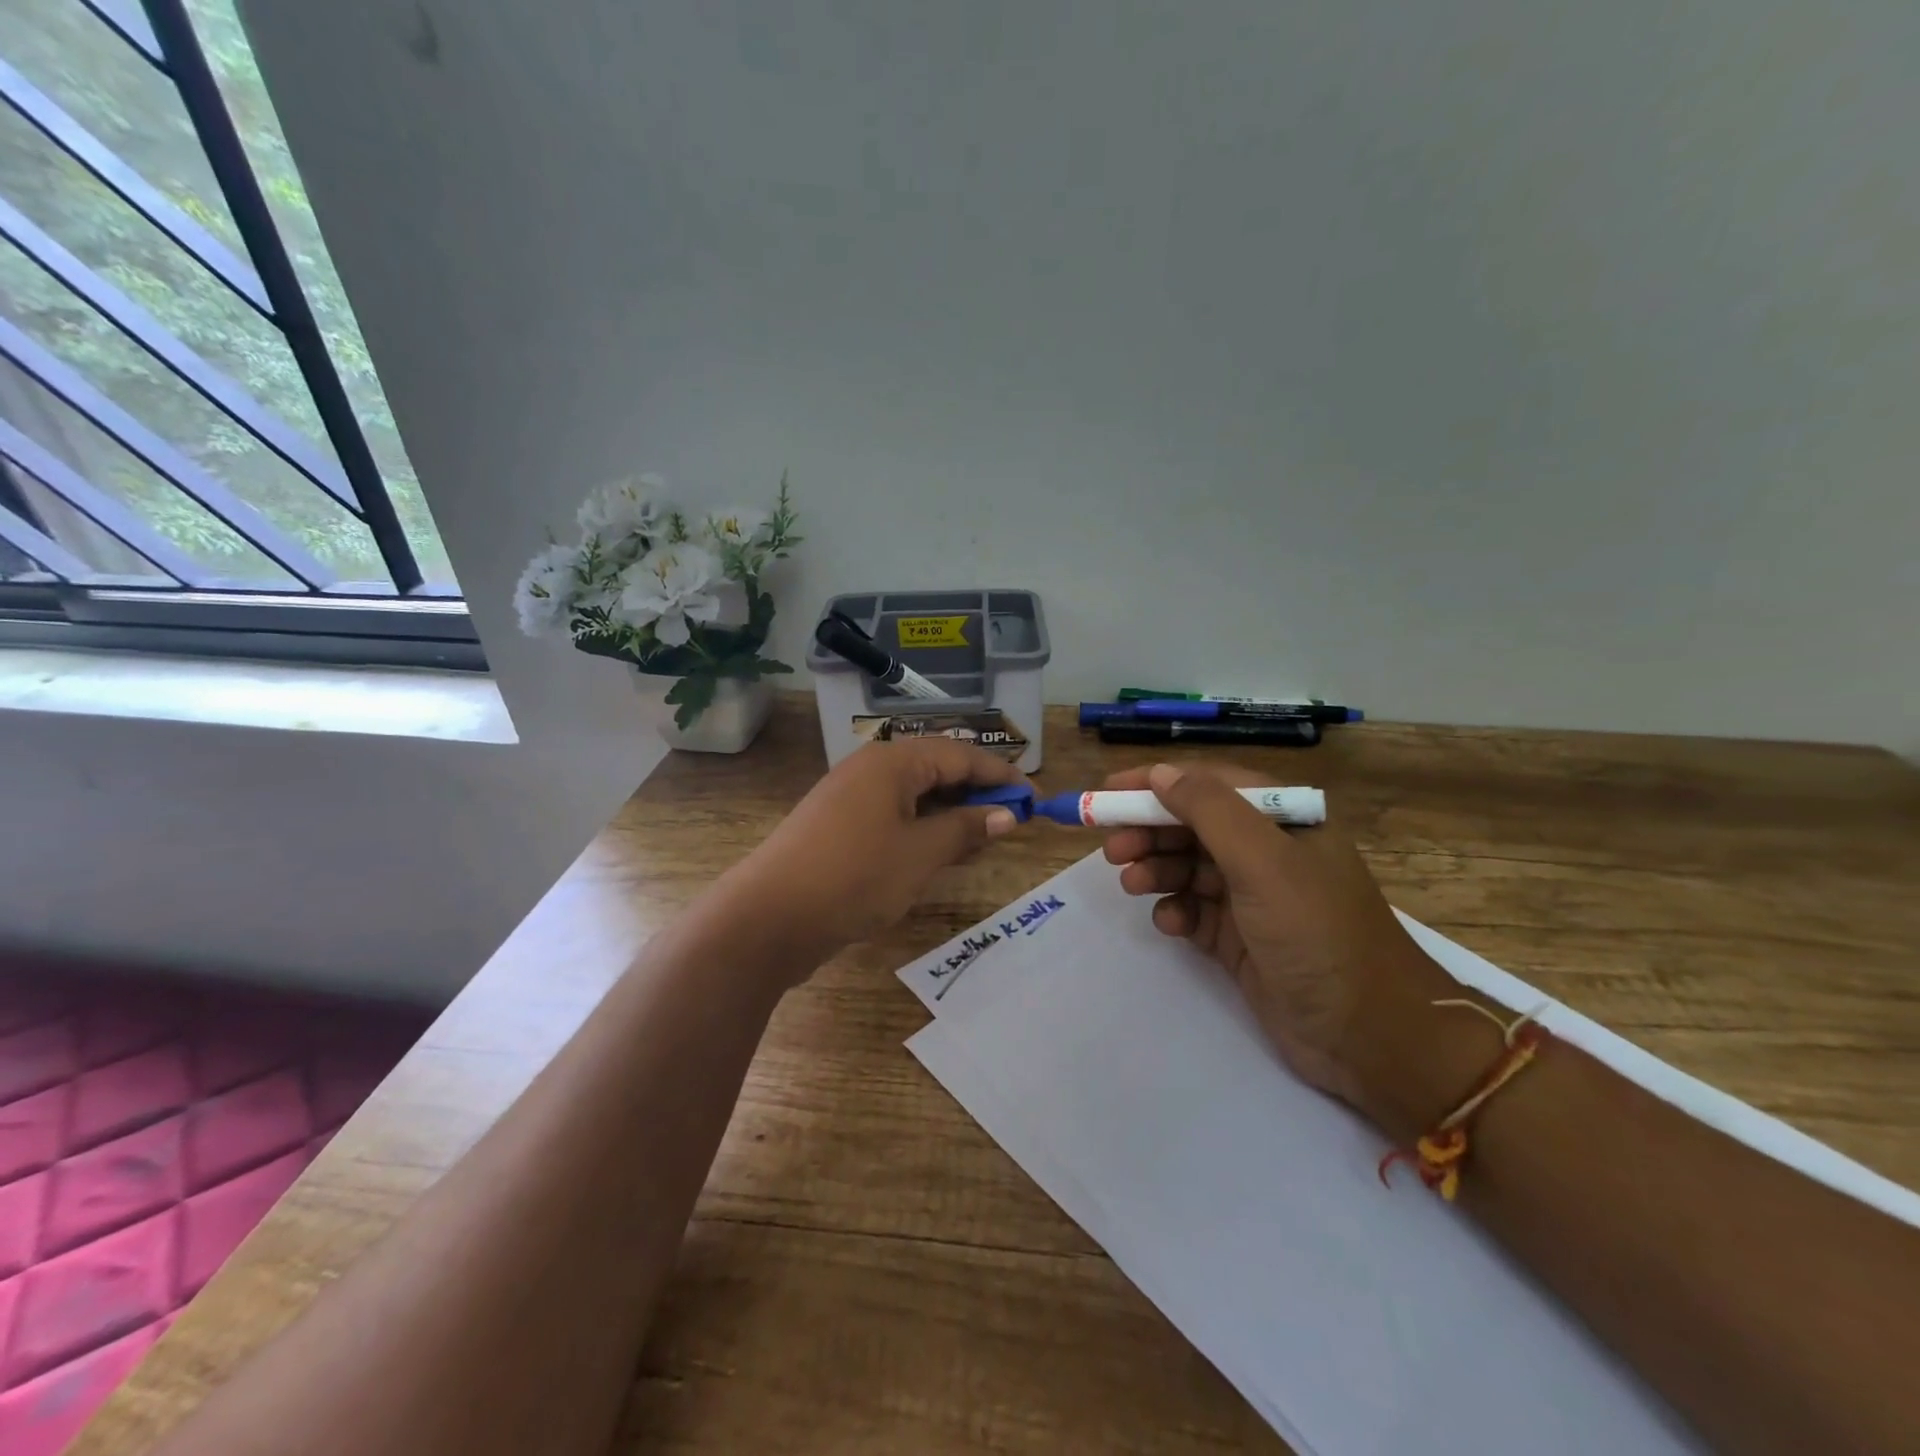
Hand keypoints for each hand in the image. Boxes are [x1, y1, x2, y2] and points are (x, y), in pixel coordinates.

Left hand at [726, 738, 1025, 977]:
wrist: (767, 918)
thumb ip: (965, 829)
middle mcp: (870, 770)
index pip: (959, 755)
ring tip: (985, 837)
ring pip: (915, 795)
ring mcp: (851, 799)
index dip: (1001, 775)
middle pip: (936, 769)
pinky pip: (894, 817)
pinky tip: (942, 852)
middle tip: (1013, 819)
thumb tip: (1006, 814)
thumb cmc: (853, 876)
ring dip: (951, 813)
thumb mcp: (919, 854)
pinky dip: (923, 829)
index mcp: (891, 762)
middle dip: (977, 792)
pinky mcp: (839, 828)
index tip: (1035, 798)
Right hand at [1101, 761, 1459, 1132]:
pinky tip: (1170, 924)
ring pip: (1188, 867)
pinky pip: (1194, 910)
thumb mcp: (1263, 861)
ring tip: (1132, 885)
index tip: (1108, 793)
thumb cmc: (1317, 932)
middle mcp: (1268, 851)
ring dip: (1156, 871)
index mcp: (1284, 819)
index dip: (1156, 785)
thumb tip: (1159, 773)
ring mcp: (1253, 896)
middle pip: (1192, 826)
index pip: (1209, 784)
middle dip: (1150, 832)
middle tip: (1113, 850)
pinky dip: (1176, 911)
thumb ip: (1209, 810)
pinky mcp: (1240, 937)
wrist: (1369, 1035)